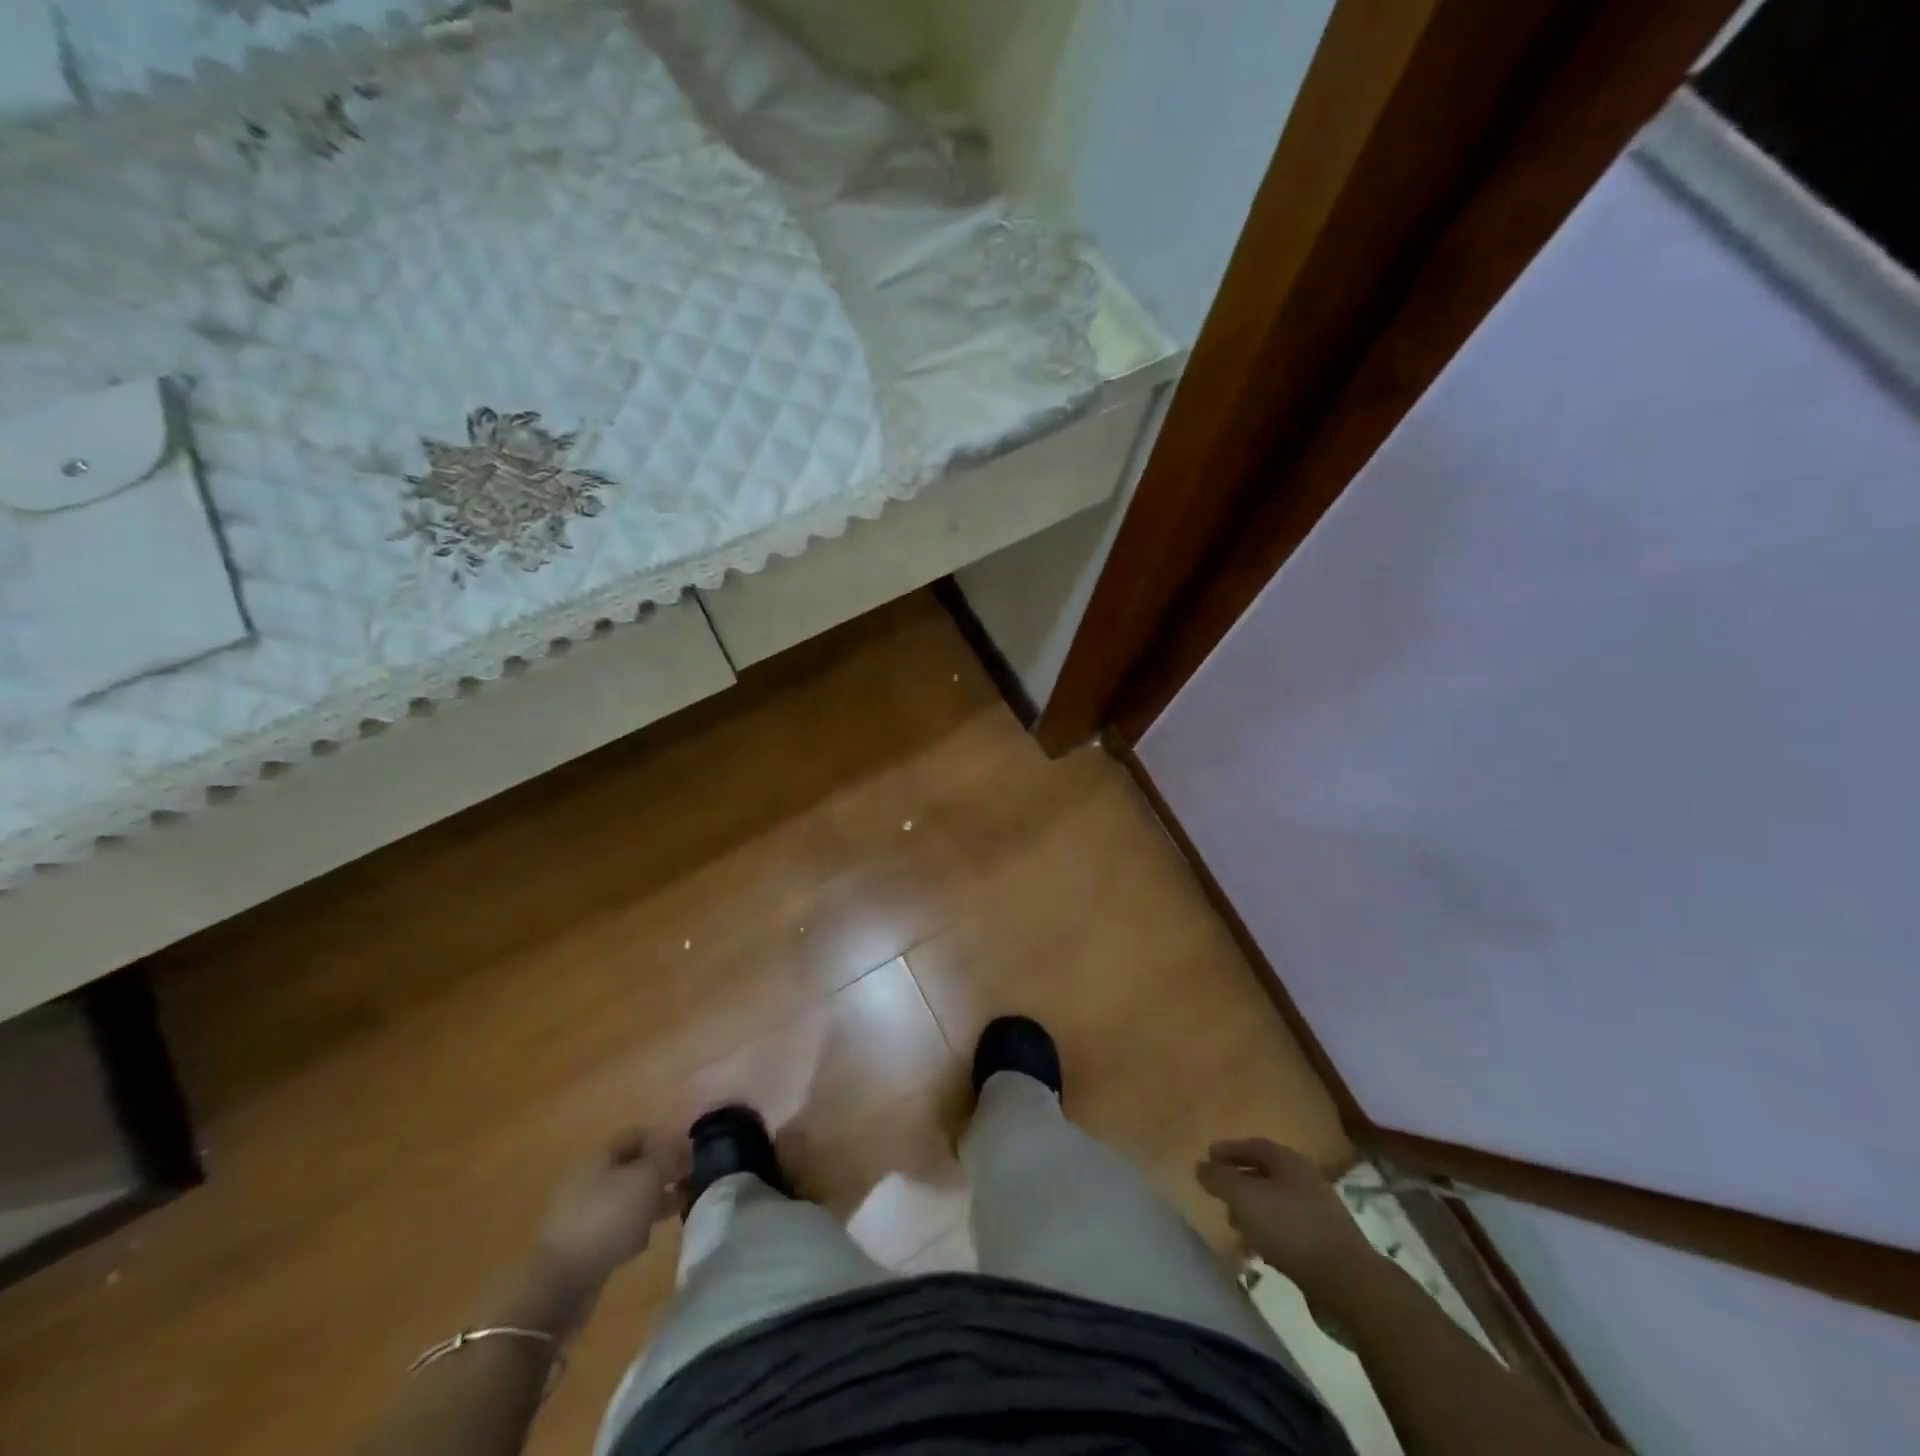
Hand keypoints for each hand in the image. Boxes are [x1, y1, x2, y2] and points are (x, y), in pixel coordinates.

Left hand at [536, 1130, 687, 1292]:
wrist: (561, 1283)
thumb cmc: (608, 1217)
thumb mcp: (646, 1178)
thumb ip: (667, 1158)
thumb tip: (680, 1148)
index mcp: (599, 1156)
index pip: (637, 1135)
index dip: (664, 1139)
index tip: (689, 1153)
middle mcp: (589, 1179)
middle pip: (633, 1167)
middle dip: (662, 1172)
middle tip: (689, 1179)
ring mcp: (584, 1213)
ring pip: (628, 1197)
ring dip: (653, 1199)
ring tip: (679, 1206)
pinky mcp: (584, 1244)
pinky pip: (617, 1225)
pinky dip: (636, 1226)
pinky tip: (649, 1237)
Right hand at [1196, 1138, 1380, 1309]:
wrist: (1349, 1284)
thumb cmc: (1291, 1229)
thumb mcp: (1245, 1198)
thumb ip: (1220, 1179)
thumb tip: (1201, 1166)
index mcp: (1289, 1162)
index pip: (1253, 1146)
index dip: (1229, 1150)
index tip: (1208, 1157)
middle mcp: (1306, 1181)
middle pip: (1266, 1174)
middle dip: (1240, 1181)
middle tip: (1218, 1192)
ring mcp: (1318, 1215)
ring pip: (1276, 1204)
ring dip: (1253, 1211)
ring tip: (1234, 1225)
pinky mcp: (1325, 1247)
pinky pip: (1288, 1232)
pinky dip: (1268, 1235)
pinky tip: (1259, 1252)